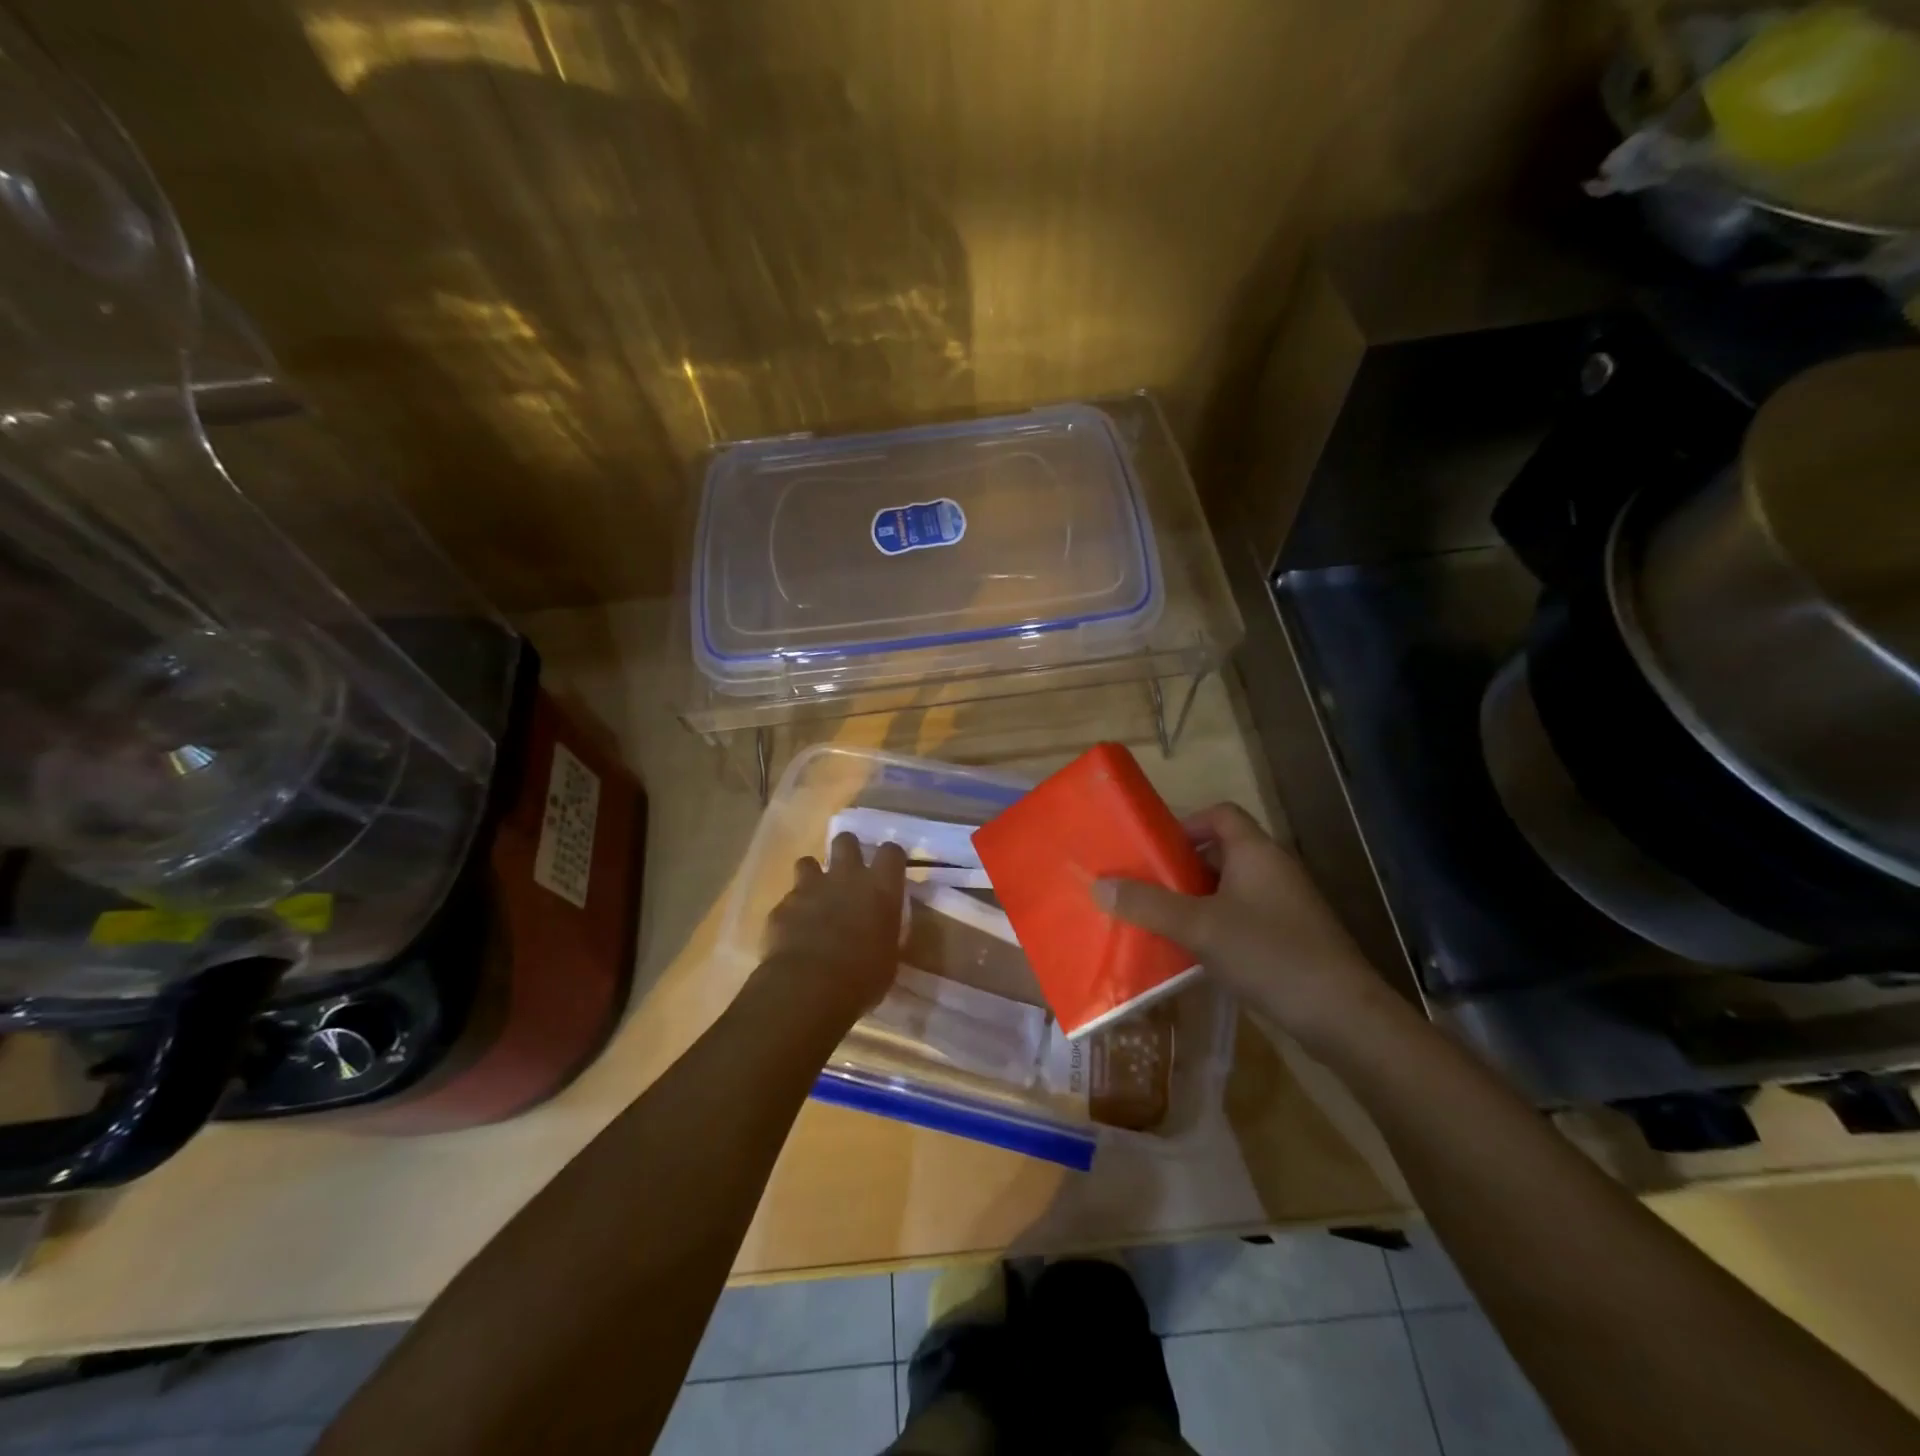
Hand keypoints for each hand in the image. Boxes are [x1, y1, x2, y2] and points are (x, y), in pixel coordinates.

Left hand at [759, 832, 906, 1030]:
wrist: (808, 987)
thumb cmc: (862, 978)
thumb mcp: (889, 958)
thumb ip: (885, 934)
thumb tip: (881, 933)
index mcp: (880, 888)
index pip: (891, 852)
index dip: (890, 858)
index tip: (888, 870)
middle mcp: (846, 877)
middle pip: (846, 841)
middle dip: (846, 851)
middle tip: (848, 872)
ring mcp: (810, 887)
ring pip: (808, 861)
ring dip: (812, 876)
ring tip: (815, 898)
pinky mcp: (783, 905)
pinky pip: (787, 899)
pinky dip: (791, 911)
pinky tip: (793, 932)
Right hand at [1093, 803, 1391, 1050]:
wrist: (1343, 1017)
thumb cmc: (1270, 954)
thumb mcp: (1199, 927)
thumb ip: (1148, 904)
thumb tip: (1098, 884)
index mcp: (1256, 852)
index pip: (1220, 814)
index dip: (1186, 825)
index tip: (1154, 851)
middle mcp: (1273, 870)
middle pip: (1219, 852)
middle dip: (1180, 868)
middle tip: (1144, 888)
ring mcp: (1284, 906)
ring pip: (1228, 889)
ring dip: (1193, 901)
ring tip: (1157, 920)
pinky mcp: (1289, 938)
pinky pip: (1241, 918)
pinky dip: (1214, 926)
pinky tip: (1191, 953)